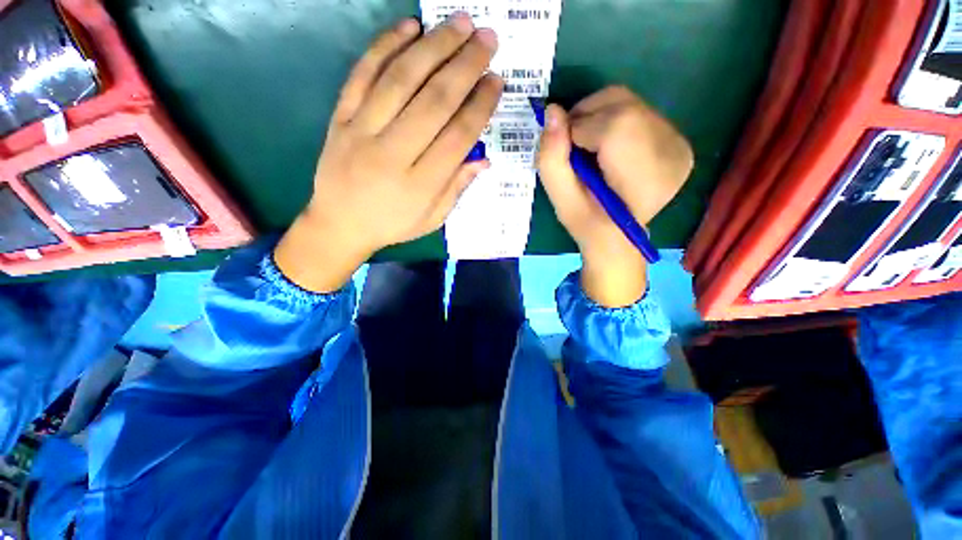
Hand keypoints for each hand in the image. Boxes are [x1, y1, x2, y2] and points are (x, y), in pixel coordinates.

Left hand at [275, 14, 502, 291]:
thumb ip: (457, 188)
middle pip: (434, 101)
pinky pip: (362, 74)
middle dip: (465, 66)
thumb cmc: (393, 224)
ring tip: (460, 23)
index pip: (457, 137)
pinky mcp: (340, 117)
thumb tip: (484, 158)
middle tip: (488, 38)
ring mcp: (361, 131)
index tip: (497, 81)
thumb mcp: (433, 219)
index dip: (480, 106)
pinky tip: (409, 27)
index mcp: (420, 184)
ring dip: (433, 46)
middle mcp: (392, 153)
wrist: (339, 224)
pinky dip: (385, 46)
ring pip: (401, 79)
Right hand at [537, 86, 692, 306]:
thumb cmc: (589, 225)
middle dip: (585, 118)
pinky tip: (606, 148)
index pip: (613, 127)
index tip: (567, 156)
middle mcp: (672, 153)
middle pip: (622, 104)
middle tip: (573, 149)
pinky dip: (610, 120)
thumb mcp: (561, 201)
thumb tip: (552, 112)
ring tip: (588, 150)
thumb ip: (552, 161)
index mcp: (645, 177)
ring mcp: (679, 143)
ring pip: (627, 101)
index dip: (578, 132)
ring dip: (596, 117)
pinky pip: (636, 109)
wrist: (620, 238)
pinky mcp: (677, 138)